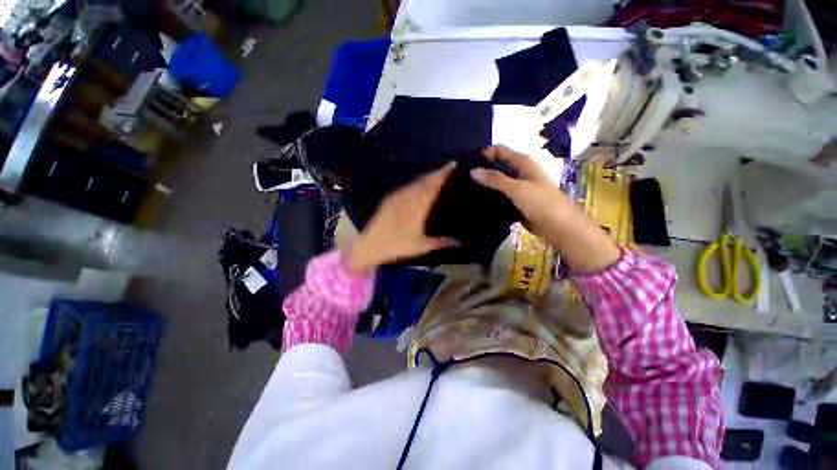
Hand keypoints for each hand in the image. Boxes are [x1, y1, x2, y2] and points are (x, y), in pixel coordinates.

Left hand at [346, 162, 458, 273]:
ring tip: (437, 177)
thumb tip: (460, 242)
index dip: (444, 174)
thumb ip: (442, 242)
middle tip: (450, 169)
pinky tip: (419, 188)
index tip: (454, 165)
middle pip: (426, 180)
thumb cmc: (398, 245)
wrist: (370, 245)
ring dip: (427, 178)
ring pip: (416, 182)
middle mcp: (408, 196)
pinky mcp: (390, 199)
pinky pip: (407, 187)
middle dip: (438, 173)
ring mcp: (398, 196)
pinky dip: (416, 184)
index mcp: (418, 205)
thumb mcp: (422, 246)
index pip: (434, 185)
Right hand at [470, 145, 619, 273]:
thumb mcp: (517, 188)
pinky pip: (499, 194)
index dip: (484, 152)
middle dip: (482, 167)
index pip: (500, 151)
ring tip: (464, 184)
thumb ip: (494, 179)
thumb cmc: (541, 203)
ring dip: (485, 182)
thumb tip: (472, 171)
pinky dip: (489, 194)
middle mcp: (519, 172)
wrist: (558, 226)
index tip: (465, 159)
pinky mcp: (515, 201)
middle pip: (497, 165)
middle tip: (461, 173)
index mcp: (523, 163)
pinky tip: (476, 197)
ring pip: (497, 180)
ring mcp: (517, 187)